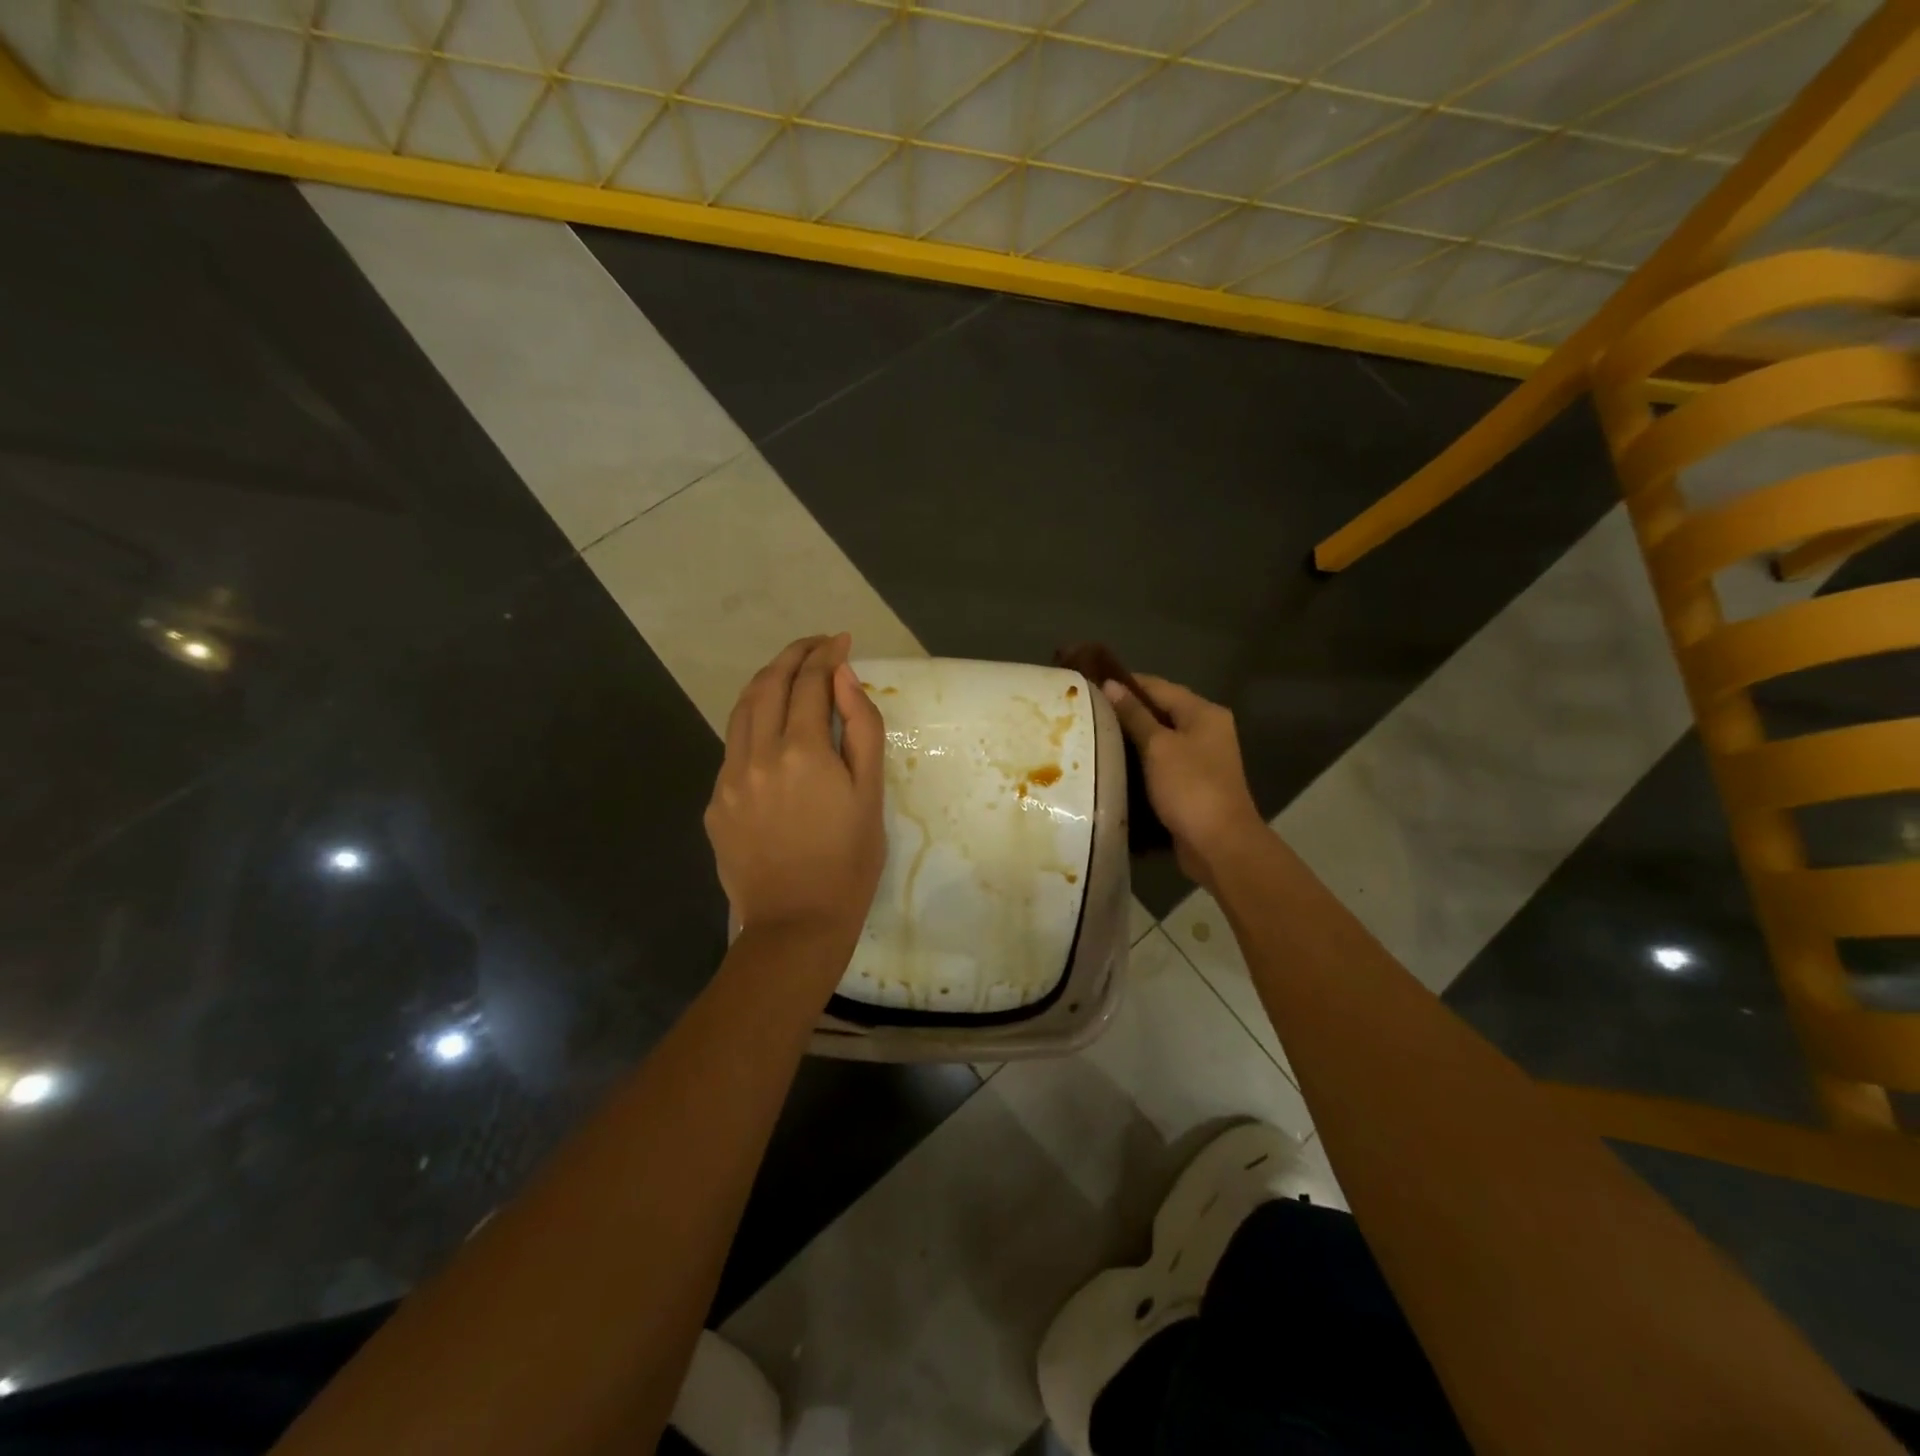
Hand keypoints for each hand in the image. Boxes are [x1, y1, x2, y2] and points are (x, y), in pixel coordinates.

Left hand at [706, 634, 886, 946]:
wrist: (796, 924)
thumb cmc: (849, 861)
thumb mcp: (871, 794)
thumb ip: (861, 728)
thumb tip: (844, 677)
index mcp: (802, 751)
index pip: (811, 682)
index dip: (826, 655)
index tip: (841, 640)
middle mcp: (757, 754)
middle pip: (769, 684)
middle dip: (794, 655)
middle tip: (817, 645)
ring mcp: (729, 778)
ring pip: (742, 709)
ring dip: (768, 681)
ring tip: (791, 671)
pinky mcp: (715, 802)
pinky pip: (733, 745)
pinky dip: (753, 721)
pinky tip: (771, 727)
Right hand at [1103, 675, 1267, 887]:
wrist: (1220, 845)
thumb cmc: (1190, 787)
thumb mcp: (1158, 746)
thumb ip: (1134, 715)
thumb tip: (1110, 685)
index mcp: (1203, 713)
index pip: (1158, 686)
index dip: (1125, 683)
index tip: (1090, 685)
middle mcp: (1206, 730)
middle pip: (1160, 711)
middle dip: (1125, 711)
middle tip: (1086, 712)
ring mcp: (1201, 758)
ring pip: (1159, 739)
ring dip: (1130, 738)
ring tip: (1092, 736)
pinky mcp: (1191, 783)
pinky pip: (1161, 763)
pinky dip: (1139, 761)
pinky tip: (1113, 765)